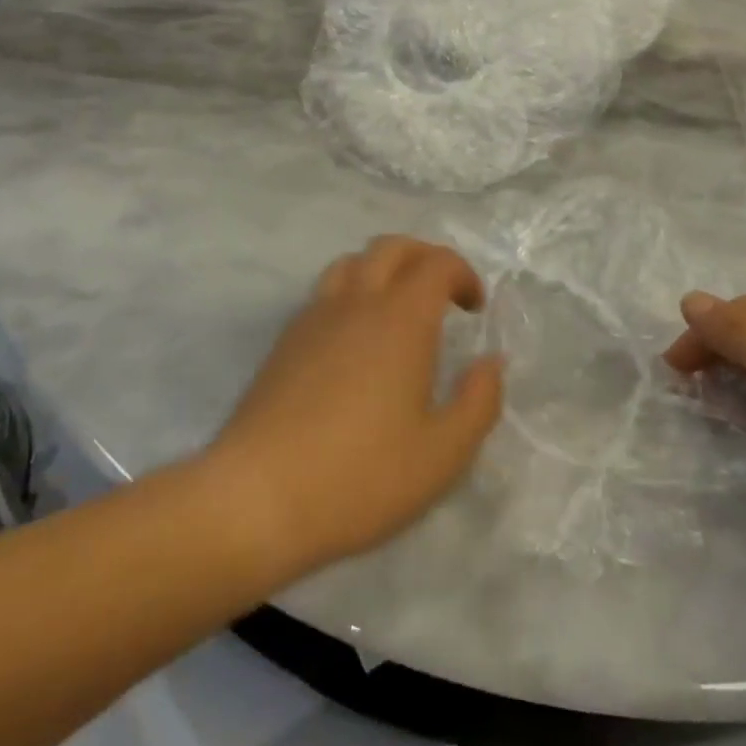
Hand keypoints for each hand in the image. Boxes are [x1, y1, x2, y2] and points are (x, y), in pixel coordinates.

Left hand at [206, 237, 503, 575]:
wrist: (256, 498)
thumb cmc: (360, 477)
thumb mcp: (443, 454)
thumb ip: (479, 401)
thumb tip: (490, 363)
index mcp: (400, 319)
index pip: (436, 263)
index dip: (463, 274)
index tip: (475, 308)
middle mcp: (356, 302)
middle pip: (391, 247)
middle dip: (425, 258)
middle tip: (444, 294)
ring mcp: (313, 318)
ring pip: (352, 263)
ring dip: (384, 270)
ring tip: (398, 310)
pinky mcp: (284, 341)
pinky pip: (325, 293)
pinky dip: (352, 294)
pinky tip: (355, 342)